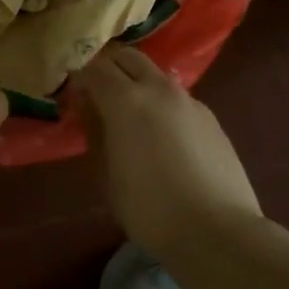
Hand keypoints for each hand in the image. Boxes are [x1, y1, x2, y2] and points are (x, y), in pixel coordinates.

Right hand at [73, 47, 261, 257]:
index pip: (94, 67)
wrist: (218, 231)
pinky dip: (160, 102)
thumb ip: (94, 131)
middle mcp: (158, 89)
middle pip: (127, 56)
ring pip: (154, 74)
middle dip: (107, 66)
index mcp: (126, 100)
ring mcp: (189, 100)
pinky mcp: (211, 118)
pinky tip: (161, 134)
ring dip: (135, 81)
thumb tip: (87, 106)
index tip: (70, 93)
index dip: (78, 75)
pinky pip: (176, 97)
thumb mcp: (106, 173)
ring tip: (128, 113)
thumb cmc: (149, 208)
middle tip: (95, 92)